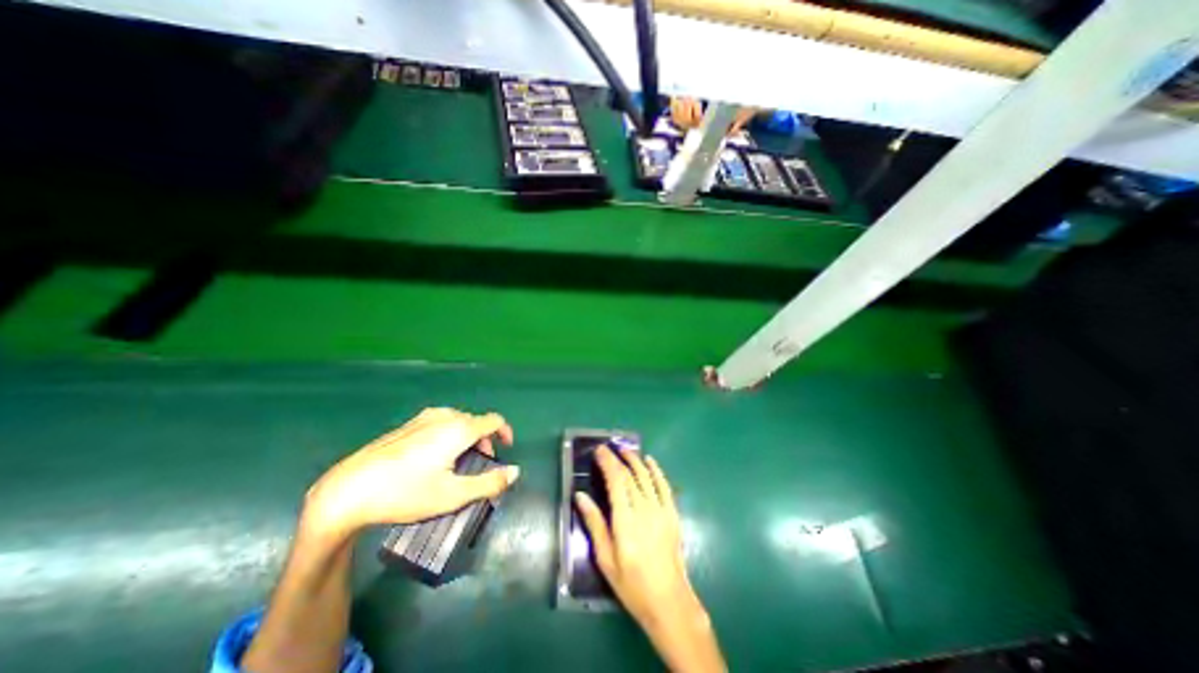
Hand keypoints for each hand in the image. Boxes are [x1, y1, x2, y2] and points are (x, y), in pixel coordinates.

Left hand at [300, 404, 514, 539]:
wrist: (347, 490)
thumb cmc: (405, 493)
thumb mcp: (453, 495)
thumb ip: (490, 483)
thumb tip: (515, 472)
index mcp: (459, 428)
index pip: (494, 420)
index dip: (505, 432)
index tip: (506, 449)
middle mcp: (445, 416)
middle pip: (476, 421)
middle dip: (485, 440)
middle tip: (479, 465)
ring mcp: (423, 418)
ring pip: (458, 422)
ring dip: (467, 438)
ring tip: (457, 463)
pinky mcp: (407, 425)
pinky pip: (440, 423)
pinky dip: (449, 436)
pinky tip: (433, 459)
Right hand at [572, 448, 702, 631]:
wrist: (668, 600)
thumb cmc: (631, 584)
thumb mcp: (605, 558)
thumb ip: (594, 523)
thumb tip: (580, 496)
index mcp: (625, 520)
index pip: (616, 481)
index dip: (607, 463)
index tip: (598, 451)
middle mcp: (644, 509)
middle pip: (630, 475)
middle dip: (617, 459)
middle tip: (606, 449)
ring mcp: (661, 510)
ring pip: (646, 476)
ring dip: (635, 460)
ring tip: (624, 450)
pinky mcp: (672, 513)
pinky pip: (664, 485)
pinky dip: (656, 470)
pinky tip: (650, 461)